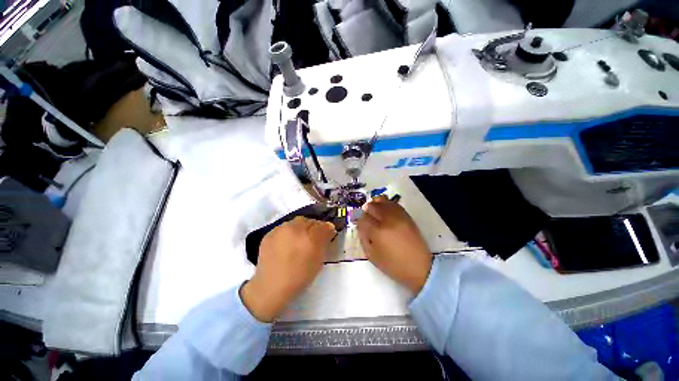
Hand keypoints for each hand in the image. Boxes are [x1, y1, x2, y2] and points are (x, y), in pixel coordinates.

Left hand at [241, 216, 335, 321]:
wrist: (271, 288)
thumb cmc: (299, 275)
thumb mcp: (318, 260)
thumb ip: (325, 241)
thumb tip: (329, 228)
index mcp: (309, 236)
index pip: (322, 225)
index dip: (326, 229)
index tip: (327, 234)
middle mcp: (294, 228)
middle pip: (308, 221)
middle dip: (313, 227)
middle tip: (312, 238)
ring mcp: (279, 230)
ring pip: (295, 223)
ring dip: (300, 229)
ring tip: (298, 242)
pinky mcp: (269, 235)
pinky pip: (283, 229)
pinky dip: (288, 233)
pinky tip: (286, 245)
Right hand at [357, 196, 432, 293]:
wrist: (419, 267)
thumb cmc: (393, 265)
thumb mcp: (372, 256)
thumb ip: (363, 238)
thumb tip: (361, 226)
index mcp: (378, 232)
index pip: (363, 218)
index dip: (359, 220)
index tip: (359, 223)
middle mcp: (388, 220)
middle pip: (372, 206)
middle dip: (366, 210)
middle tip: (366, 216)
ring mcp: (398, 216)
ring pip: (382, 201)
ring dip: (375, 204)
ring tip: (374, 210)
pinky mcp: (406, 215)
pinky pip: (393, 203)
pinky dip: (386, 204)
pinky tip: (384, 211)